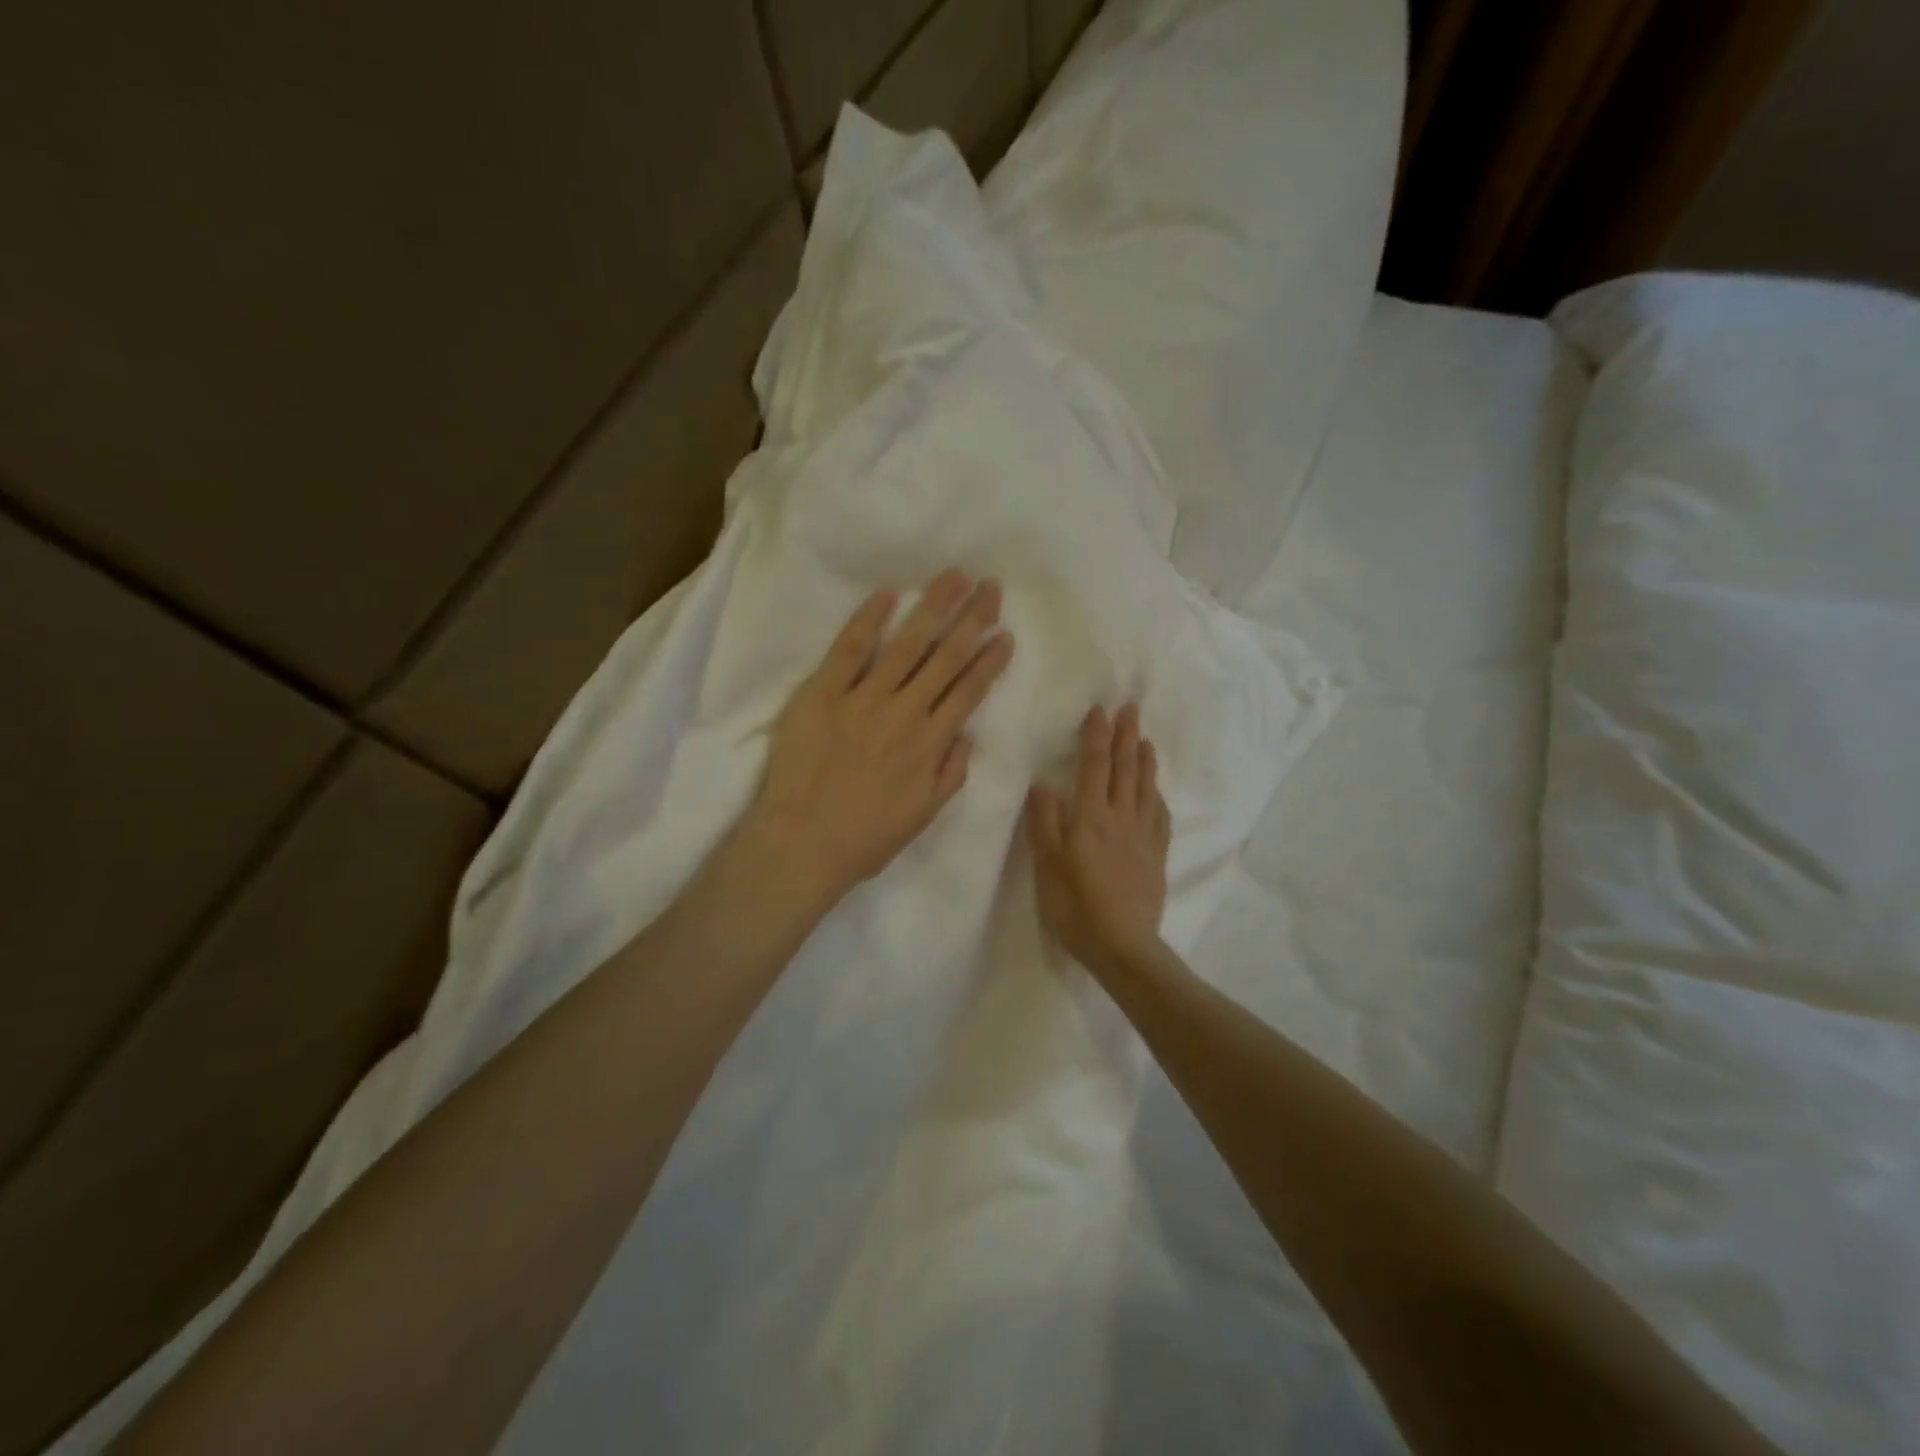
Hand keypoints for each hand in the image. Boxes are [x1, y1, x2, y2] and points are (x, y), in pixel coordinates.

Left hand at [741, 570, 1014, 909]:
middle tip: (991, 587)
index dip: (989, 661)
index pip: (968, 692)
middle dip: (972, 619)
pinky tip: (888, 594)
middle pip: (946, 658)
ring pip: (907, 644)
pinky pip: (849, 650)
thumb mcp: (922, 817)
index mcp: (930, 744)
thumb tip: (967, 735)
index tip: (1005, 633)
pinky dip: (868, 620)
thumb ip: (950, 775)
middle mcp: (904, 713)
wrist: (801, 843)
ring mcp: (863, 699)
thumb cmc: (864, 839)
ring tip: (954, 577)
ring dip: (933, 607)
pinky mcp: (822, 693)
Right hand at [1028, 703, 1171, 977]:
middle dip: (1126, 735)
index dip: (1096, 736)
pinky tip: (1155, 790)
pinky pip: (1159, 814)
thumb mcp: (1047, 864)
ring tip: (1144, 738)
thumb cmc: (1075, 906)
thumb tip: (1044, 784)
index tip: (1100, 710)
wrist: (1123, 945)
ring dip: (1145, 758)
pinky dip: (1156, 793)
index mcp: (1091, 816)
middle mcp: (1121, 817)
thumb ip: (1045, 821)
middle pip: (1125, 768)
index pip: (1095, 765)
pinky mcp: (1156, 854)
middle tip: (1130, 708)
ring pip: (1145, 787)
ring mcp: (1143, 835)